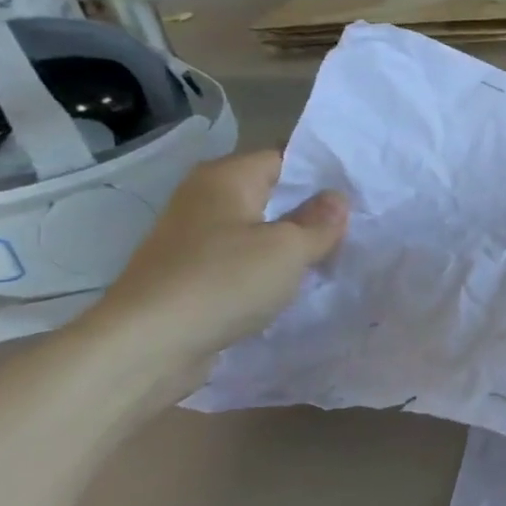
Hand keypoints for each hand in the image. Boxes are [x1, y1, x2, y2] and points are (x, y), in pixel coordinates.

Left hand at [83, 151, 346, 392]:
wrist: (147, 346)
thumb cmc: (224, 282)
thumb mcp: (289, 249)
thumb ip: (319, 222)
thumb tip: (336, 199)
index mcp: (225, 178)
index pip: (284, 159)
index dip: (322, 175)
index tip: (359, 195)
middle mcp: (204, 199)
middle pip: (270, 195)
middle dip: (310, 212)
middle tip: (355, 229)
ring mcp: (193, 239)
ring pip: (257, 231)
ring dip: (290, 245)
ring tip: (332, 258)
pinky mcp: (190, 275)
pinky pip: (241, 261)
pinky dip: (267, 270)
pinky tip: (292, 287)